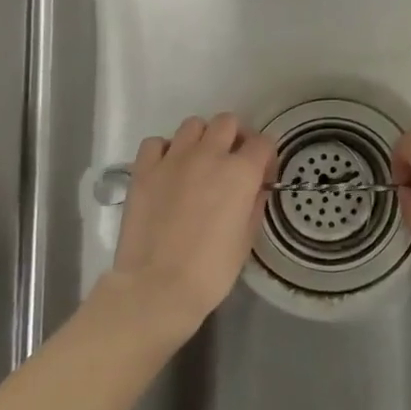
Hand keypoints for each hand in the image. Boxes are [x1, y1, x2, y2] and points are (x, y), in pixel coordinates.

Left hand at [108, 113, 275, 337]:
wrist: (158, 287)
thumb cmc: (211, 270)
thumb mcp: (246, 240)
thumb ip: (254, 205)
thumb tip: (255, 188)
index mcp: (240, 172)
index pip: (263, 143)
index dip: (266, 157)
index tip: (262, 175)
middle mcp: (209, 155)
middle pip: (227, 122)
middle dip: (234, 137)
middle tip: (231, 161)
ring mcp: (173, 159)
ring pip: (193, 124)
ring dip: (201, 138)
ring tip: (198, 162)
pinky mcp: (144, 169)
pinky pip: (156, 143)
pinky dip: (165, 151)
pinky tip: (167, 170)